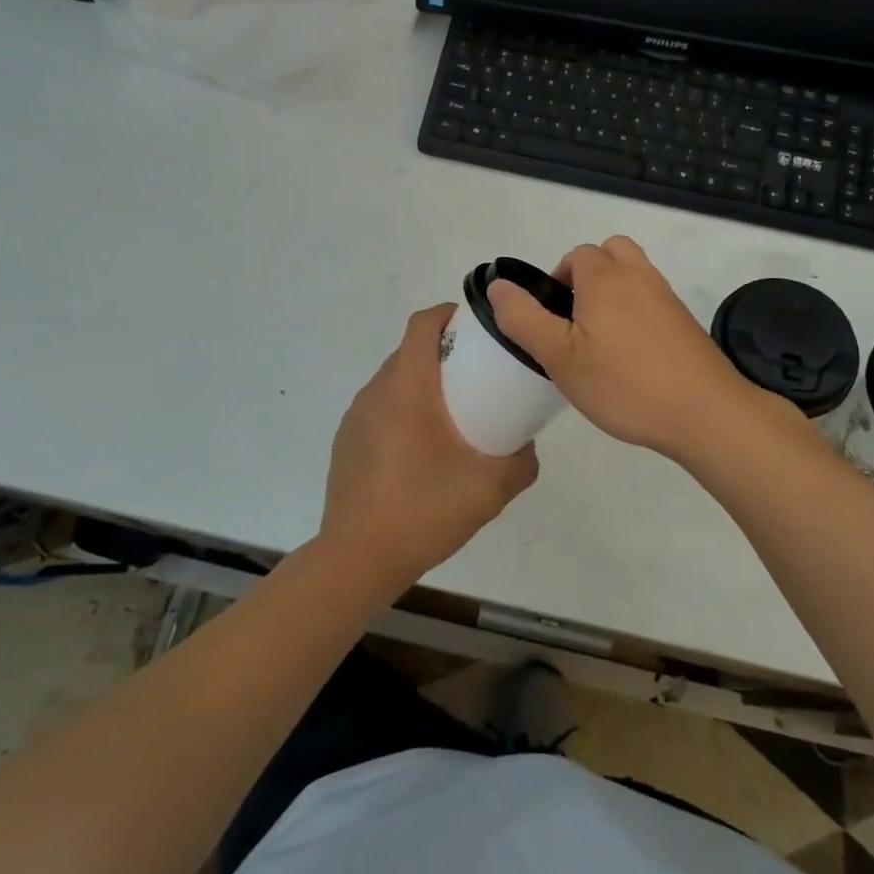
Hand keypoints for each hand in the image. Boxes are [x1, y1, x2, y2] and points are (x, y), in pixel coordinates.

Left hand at [319, 304, 538, 596]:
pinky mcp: (346, 442)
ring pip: (394, 382)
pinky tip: (419, 454)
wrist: (358, 559)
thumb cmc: (424, 509)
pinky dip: (402, 414)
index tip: (478, 330)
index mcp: (407, 387)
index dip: (450, 315)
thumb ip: (521, 462)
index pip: (423, 324)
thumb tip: (528, 445)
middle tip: (478, 379)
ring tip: (452, 418)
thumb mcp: (491, 488)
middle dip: (444, 354)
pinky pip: (380, 411)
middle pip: (410, 351)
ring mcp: (356, 417)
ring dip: (423, 386)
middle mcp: (376, 391)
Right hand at [486, 236, 803, 463]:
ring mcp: (667, 297)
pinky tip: (632, 356)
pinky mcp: (685, 322)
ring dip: (614, 293)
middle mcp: (638, 276)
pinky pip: (653, 300)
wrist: (705, 412)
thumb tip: (498, 285)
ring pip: (634, 275)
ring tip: (602, 340)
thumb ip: (524, 318)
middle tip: (577, 321)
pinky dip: (637, 313)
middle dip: (588, 276)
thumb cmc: (624, 383)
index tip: (553, 321)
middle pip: (610, 253)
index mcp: (605, 277)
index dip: (558, 280)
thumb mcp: (560, 356)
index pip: (576, 255)